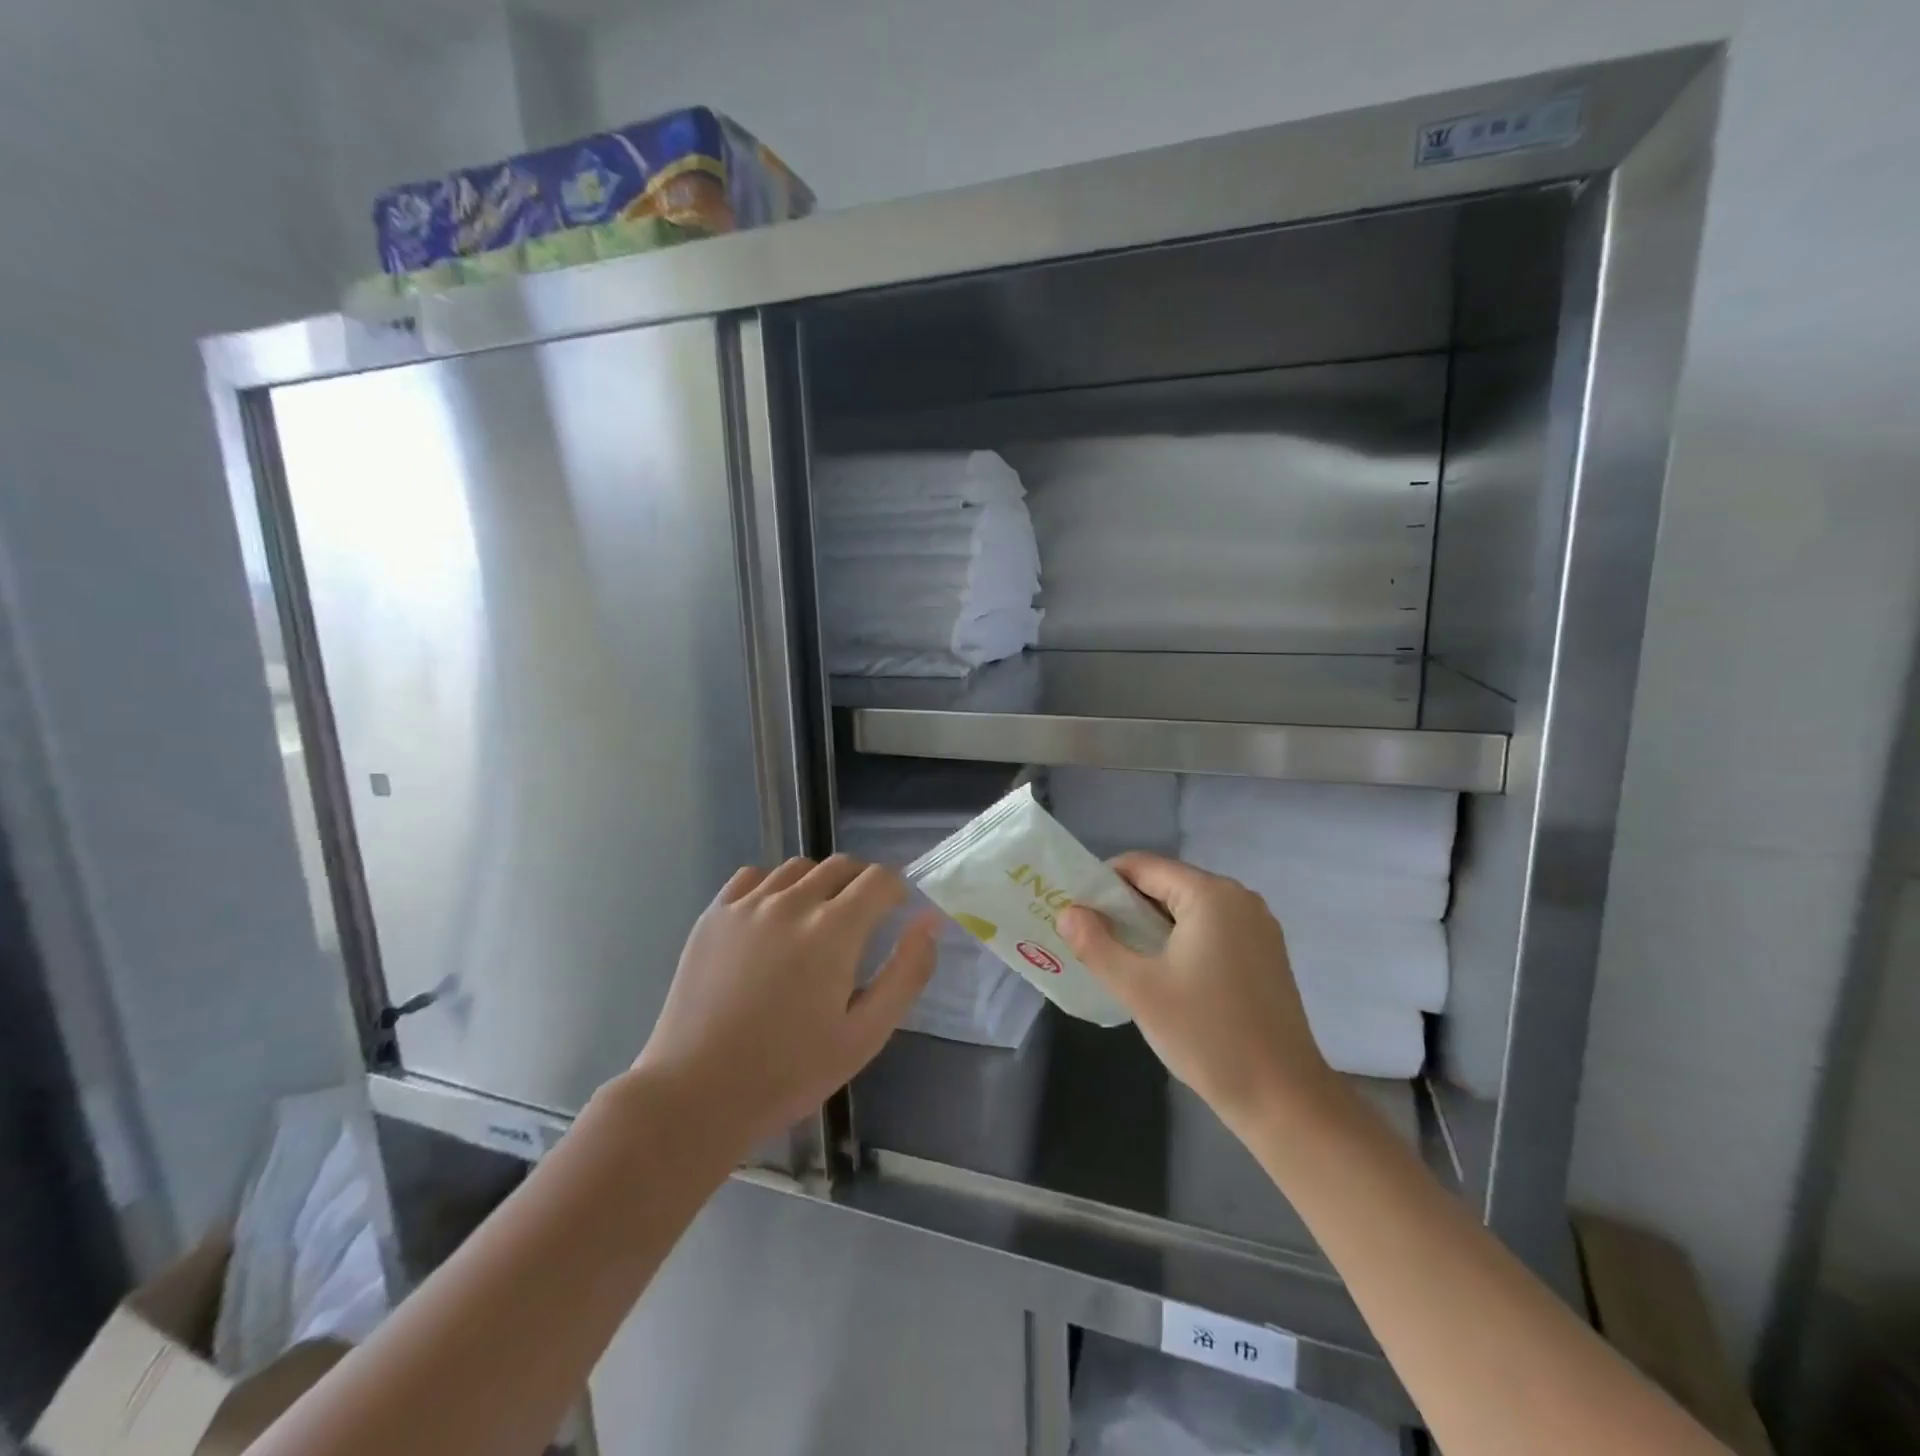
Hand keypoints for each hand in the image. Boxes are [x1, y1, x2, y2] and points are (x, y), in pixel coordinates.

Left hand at [632, 856, 936, 1156]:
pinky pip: (754, 876)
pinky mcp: (714, 914)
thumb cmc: (790, 1071)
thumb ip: (906, 973)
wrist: (697, 1093)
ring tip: (816, 920)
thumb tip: (929, 920)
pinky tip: (772, 919)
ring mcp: (747, 904)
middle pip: (841, 865)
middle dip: (862, 883)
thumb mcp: (866, 1034)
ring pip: (798, 867)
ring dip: (819, 882)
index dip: (896, 890)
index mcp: (834, 929)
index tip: (894, 913)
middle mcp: (792, 902)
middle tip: (861, 921)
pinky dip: (774, 886)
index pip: (879, 879)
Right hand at [1058, 853, 1332, 1134]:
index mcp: (1210, 895)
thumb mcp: (1139, 989)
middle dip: (1125, 907)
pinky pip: (1210, 930)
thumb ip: (1096, 944)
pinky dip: (1180, 941)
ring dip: (1151, 927)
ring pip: (1187, 910)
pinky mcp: (1265, 954)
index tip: (1077, 912)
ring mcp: (1258, 926)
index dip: (1102, 883)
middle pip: (1166, 884)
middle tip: (1092, 939)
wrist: (1283, 1099)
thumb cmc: (1207, 1035)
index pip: (1142, 866)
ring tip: (1121, 959)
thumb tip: (1068, 912)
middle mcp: (1238, 898)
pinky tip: (1163, 976)